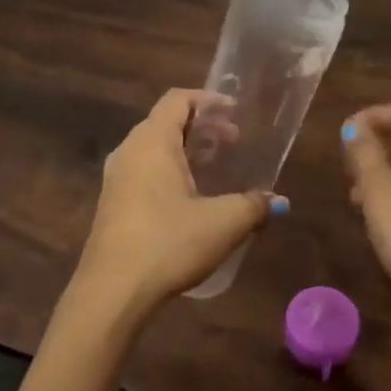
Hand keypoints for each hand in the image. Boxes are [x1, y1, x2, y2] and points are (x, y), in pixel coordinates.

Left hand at [77, 89, 282, 309]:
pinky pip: (144, 172)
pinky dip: (170, 171)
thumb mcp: (223, 223)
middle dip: (202, 127)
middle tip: (234, 142)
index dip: (208, 100)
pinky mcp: (112, 204)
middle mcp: (129, 151)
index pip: (177, 100)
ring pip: (154, 149)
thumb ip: (254, 206)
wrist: (113, 291)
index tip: (235, 112)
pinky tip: (191, 199)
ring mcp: (116, 179)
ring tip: (215, 168)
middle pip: (165, 122)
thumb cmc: (169, 243)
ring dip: (185, 151)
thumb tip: (278, 202)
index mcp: (152, 142)